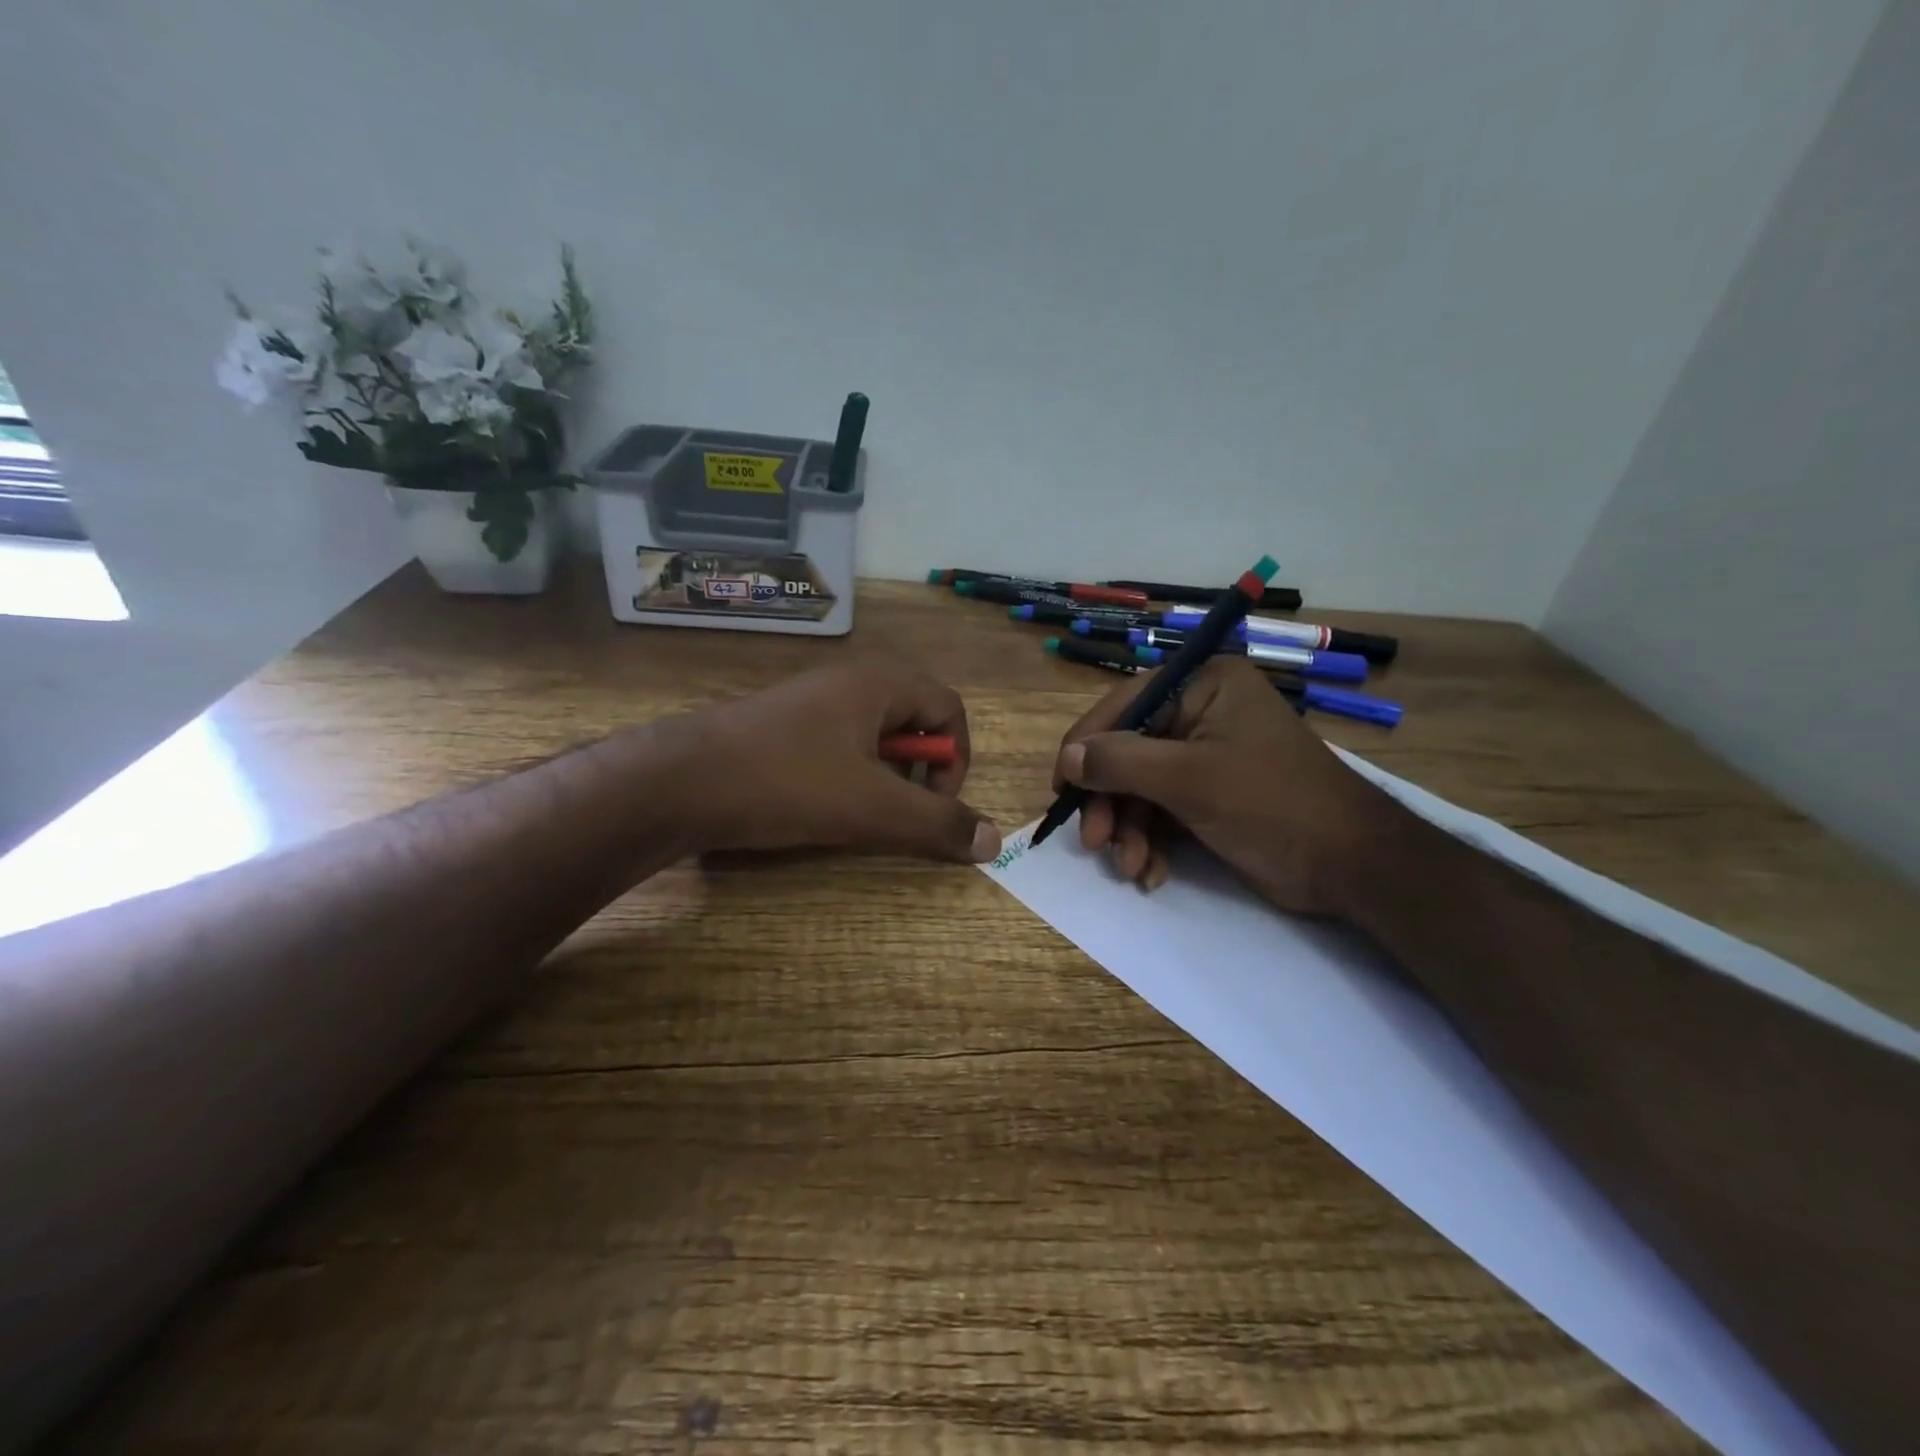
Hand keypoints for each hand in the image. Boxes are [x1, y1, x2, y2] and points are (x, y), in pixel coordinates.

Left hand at [675, 659, 1002, 862]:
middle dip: (919, 770)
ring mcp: (810, 702)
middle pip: (913, 720)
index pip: (948, 708)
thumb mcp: (872, 808)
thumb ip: (937, 824)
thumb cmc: (787, 783)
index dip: (956, 759)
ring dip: (883, 777)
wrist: (677, 783)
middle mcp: (848, 681)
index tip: (936, 804)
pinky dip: (847, 777)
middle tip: (900, 810)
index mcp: (878, 683)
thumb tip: (995, 841)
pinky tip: (820, 807)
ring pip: (873, 737)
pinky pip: (837, 746)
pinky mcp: (781, 727)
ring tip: (860, 814)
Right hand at [1053, 657, 1402, 915]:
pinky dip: (1153, 842)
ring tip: (1131, 868)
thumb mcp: (1189, 779)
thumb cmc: (1272, 804)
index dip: (1087, 745)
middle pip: (1130, 752)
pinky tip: (1151, 873)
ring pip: (1142, 788)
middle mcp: (1203, 713)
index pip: (1125, 706)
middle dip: (1112, 802)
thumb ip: (1121, 762)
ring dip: (1131, 831)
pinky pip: (1164, 810)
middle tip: (1095, 842)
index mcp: (1204, 686)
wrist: (1351, 865)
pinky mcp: (1212, 795)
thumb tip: (1067, 758)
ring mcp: (1207, 756)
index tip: (1061, 786)